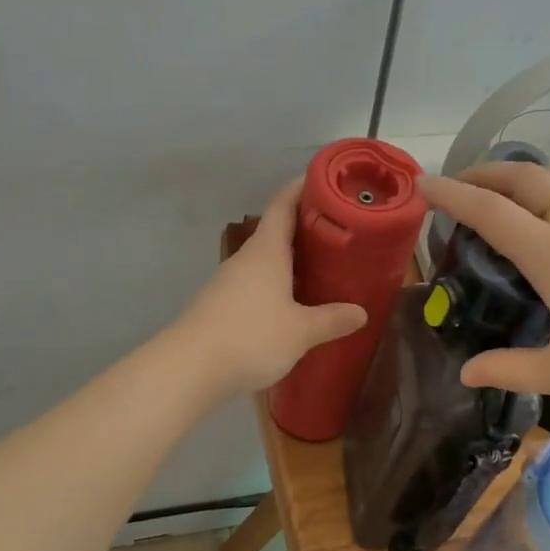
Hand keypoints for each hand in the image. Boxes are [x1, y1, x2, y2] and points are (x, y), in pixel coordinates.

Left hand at [173, 178, 367, 396]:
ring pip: (265, 261)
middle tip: (340, 232)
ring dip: (291, 260)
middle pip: (276, 232)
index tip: (325, 181)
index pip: (283, 205)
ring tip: (322, 268)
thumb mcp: (301, 332)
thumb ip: (331, 320)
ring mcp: (228, 282)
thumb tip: (361, 313)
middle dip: (305, 229)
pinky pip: (255, 285)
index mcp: (266, 252)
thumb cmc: (250, 337)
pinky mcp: (220, 306)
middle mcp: (246, 259)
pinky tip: (292, 304)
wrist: (189, 369)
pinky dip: (276, 285)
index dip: (302, 188)